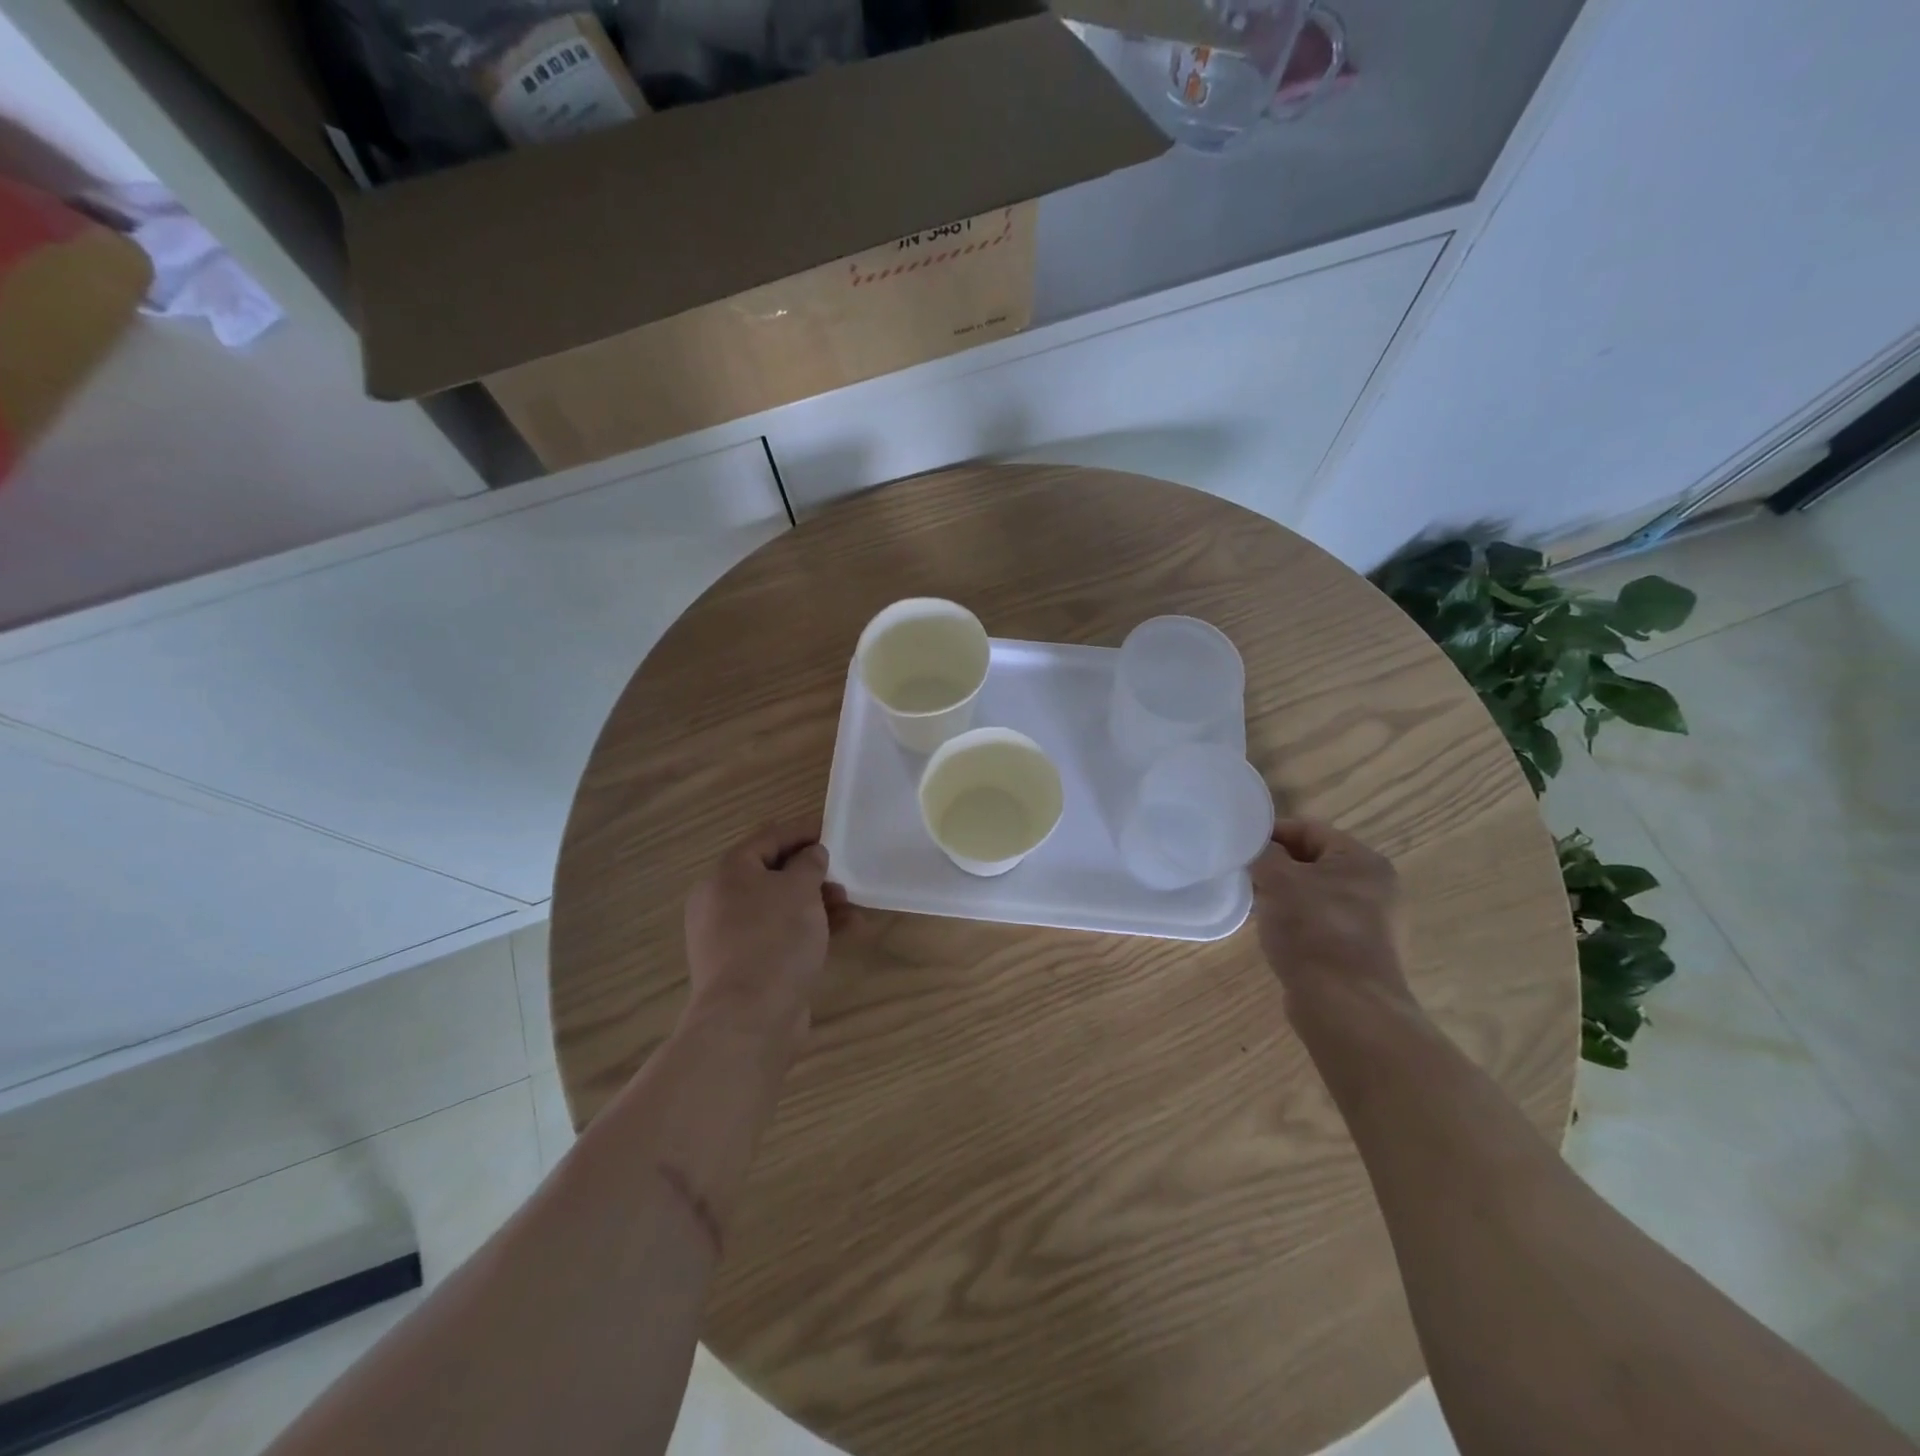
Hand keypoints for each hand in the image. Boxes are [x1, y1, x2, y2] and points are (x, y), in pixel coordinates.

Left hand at [683, 822, 850, 1039]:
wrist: (749, 1018)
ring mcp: (733, 936)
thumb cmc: (774, 939)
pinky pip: (782, 935)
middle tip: (844, 874)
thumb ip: (809, 864)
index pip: (769, 838)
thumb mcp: (799, 889)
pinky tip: (847, 932)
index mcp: (728, 874)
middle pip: (774, 873)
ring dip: (818, 902)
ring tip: (851, 907)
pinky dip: (810, 929)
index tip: (834, 829)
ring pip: (781, 907)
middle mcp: (723, 901)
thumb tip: (811, 855)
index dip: (803, 830)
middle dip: (813, 872)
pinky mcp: (748, 965)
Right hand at [1251, 818, 1412, 1015]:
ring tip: (1253, 902)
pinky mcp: (1357, 953)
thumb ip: (1265, 854)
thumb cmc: (1313, 930)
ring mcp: (1369, 923)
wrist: (1344, 1005)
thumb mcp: (1279, 880)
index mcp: (1363, 861)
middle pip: (1313, 862)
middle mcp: (1374, 888)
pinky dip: (1294, 921)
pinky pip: (1318, 923)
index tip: (1240, 845)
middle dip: (1276, 866)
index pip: (1309, 829)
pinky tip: (1272, 931)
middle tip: (1243, 873)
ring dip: (1283, 895)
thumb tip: (1258, 849)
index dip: (1271, 832)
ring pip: (1314, 894)